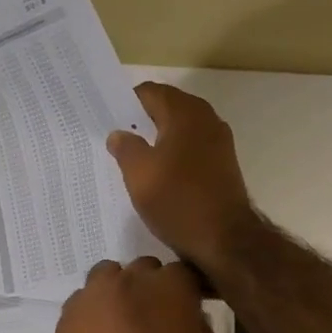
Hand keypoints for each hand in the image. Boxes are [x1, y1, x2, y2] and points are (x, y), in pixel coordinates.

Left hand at [46, 258, 216, 332]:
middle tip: (156, 325)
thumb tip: (190, 320)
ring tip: (124, 330)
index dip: (188, 292)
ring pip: (109, 279)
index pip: (184, 273)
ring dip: (119, 295)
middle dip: (152, 291)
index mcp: (170, 290)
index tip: (190, 312)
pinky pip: (85, 303)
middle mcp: (128, 281)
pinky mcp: (64, 318)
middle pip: (144, 272)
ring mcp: (91, 297)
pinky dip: (94, 314)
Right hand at [107, 83, 255, 271]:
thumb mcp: (139, 174)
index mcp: (184, 114)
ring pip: (181, 128)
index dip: (126, 102)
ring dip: (158, 136)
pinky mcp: (223, 164)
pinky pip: (191, 147)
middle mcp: (206, 119)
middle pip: (167, 107)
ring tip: (132, 155)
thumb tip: (119, 134)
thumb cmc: (178, 201)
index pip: (150, 92)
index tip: (106, 117)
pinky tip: (158, 172)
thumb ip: (125, 148)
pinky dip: (173, 152)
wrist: (225, 239)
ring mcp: (219, 142)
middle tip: (115, 136)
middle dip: (142, 118)